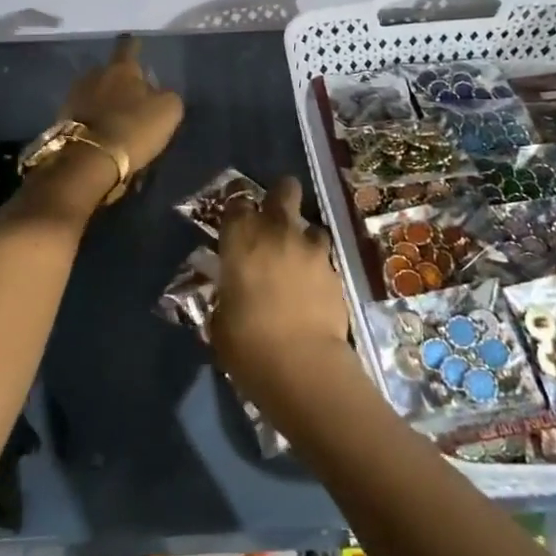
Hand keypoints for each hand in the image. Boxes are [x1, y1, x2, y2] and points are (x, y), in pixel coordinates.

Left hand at [60, 35, 183, 175]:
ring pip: (94, 91)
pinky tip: (101, 131)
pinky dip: (93, 118)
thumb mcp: (168, 111)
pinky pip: (83, 112)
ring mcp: (75, 95)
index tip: (135, 43)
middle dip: (118, 80)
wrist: (89, 159)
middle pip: (109, 71)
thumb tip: (158, 93)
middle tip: (130, 94)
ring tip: (115, 116)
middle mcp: (95, 74)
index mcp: (122, 68)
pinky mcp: (62, 118)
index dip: (134, 45)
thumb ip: (166, 96)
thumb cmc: (133, 128)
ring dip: (104, 100)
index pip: (129, 48)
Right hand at [211, 177, 351, 405]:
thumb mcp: (219, 318)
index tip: (236, 222)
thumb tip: (230, 293)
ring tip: (297, 261)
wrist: (302, 366)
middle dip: (280, 196)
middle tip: (273, 218)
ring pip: (311, 225)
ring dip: (303, 238)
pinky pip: (324, 259)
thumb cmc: (246, 342)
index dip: (237, 208)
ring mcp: (312, 250)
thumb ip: (226, 293)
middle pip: (284, 190)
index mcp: (242, 236)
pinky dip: (317, 269)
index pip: (236, 201)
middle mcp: (278, 231)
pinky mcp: (336, 272)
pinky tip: (312, 291)